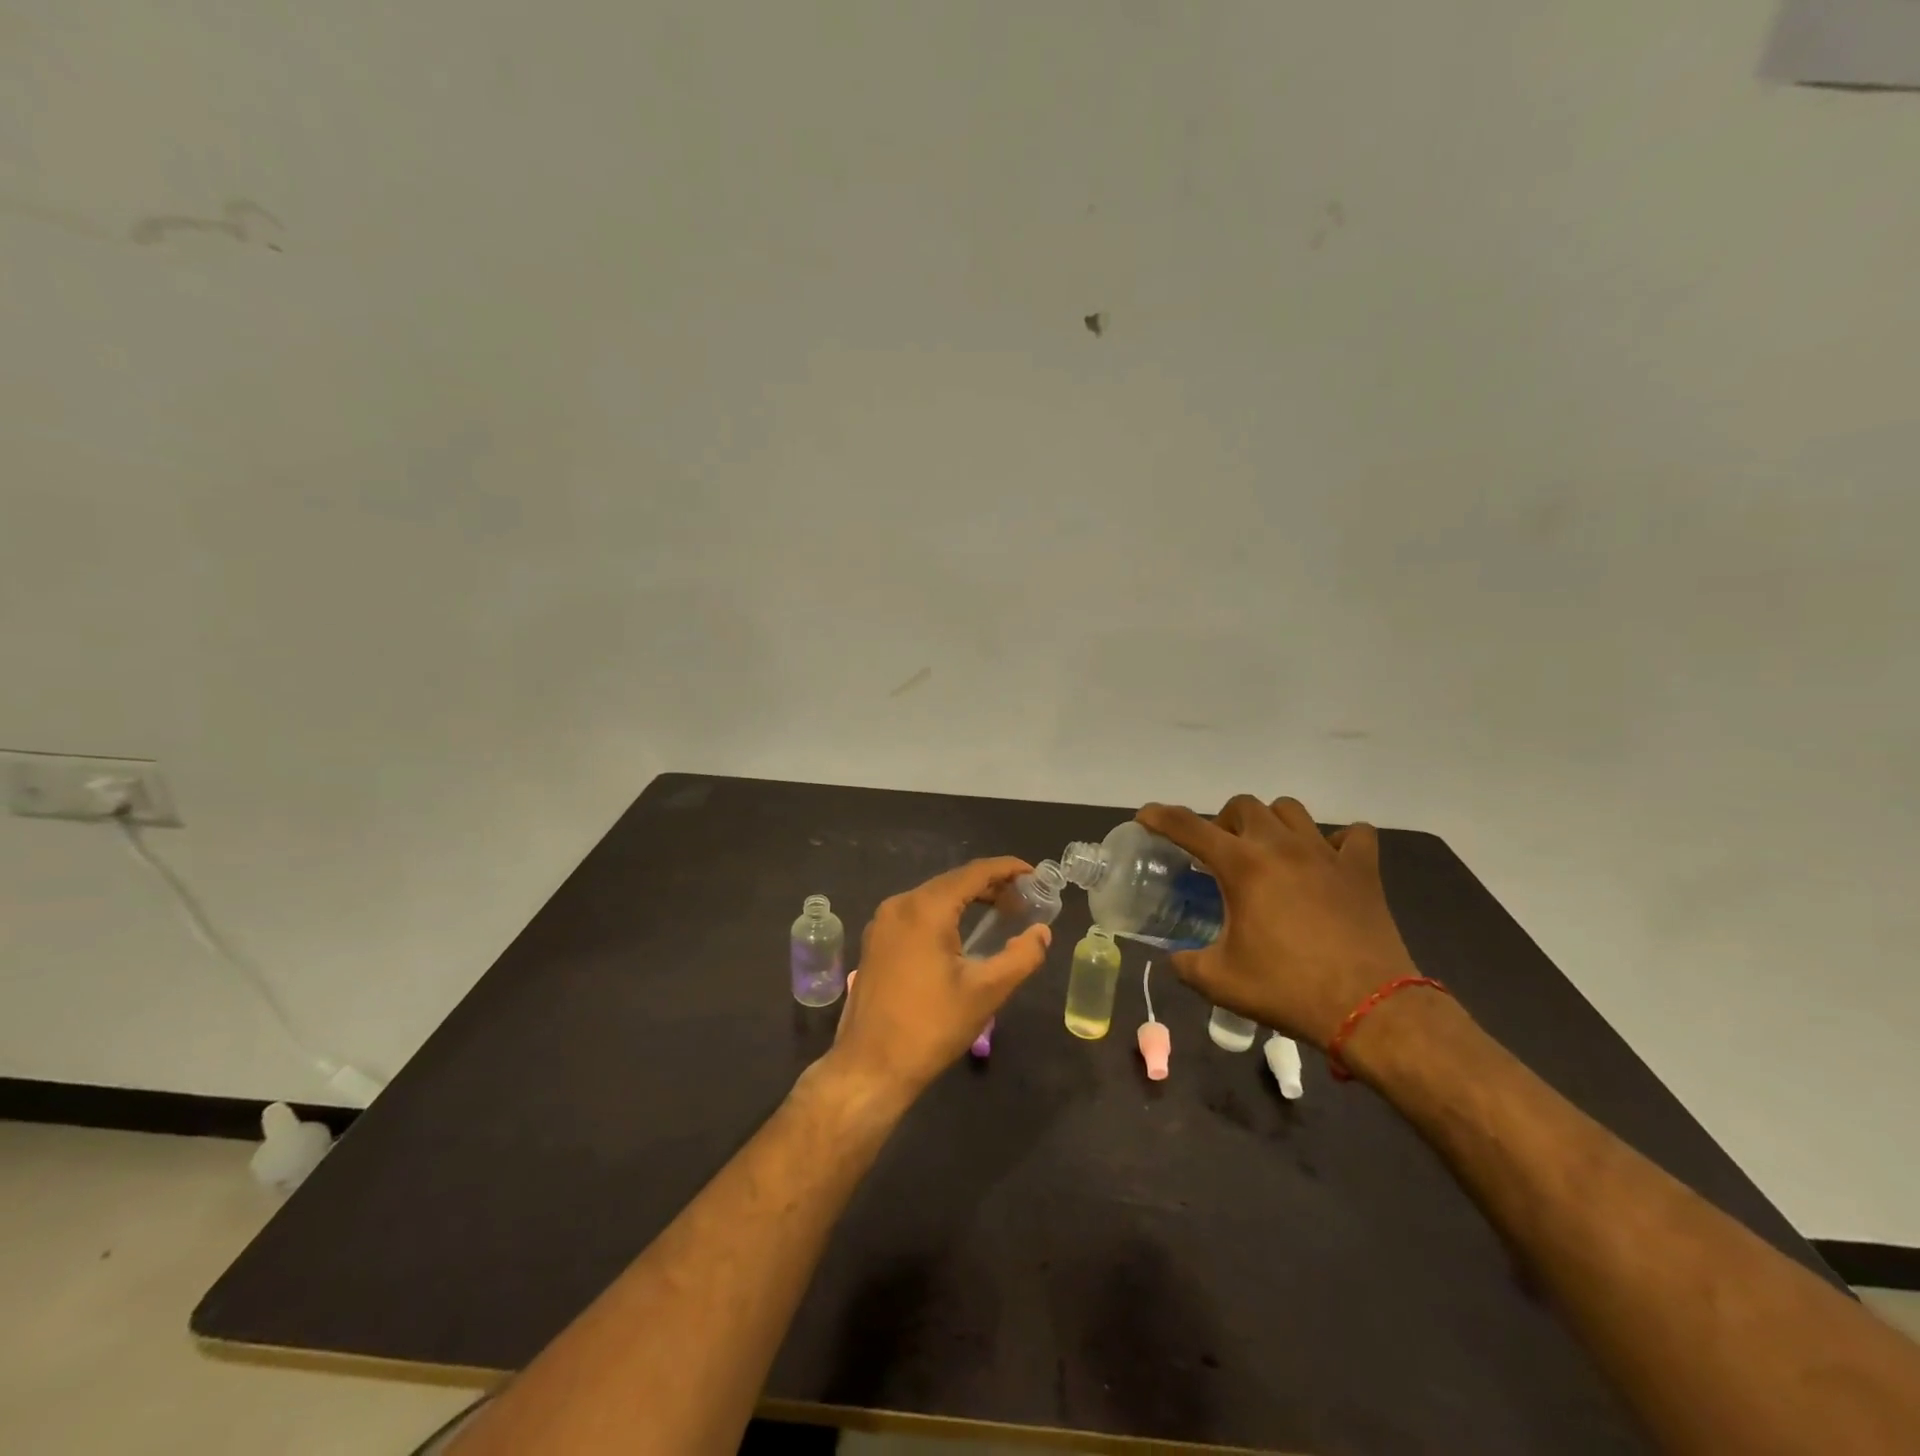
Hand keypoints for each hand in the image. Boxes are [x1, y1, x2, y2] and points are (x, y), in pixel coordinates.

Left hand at [825, 857, 1052, 1106]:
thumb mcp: (986, 992)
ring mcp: (882, 922)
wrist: (870, 1066)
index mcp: (925, 908)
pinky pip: (916, 914)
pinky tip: (962, 933)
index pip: (974, 873)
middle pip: (953, 881)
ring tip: (1000, 915)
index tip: (1034, 874)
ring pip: (933, 897)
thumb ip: (1021, 956)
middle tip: (1023, 902)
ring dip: (967, 900)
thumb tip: (1041, 932)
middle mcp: (899, 904)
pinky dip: (944, 914)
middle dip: (990, 886)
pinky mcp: (876, 942)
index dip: (1007, 868)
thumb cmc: (931, 1026)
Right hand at [1138, 796, 1418, 1049]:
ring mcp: (1326, 854)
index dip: (1160, 817)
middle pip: (1243, 806)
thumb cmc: (1287, 990)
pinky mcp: (1362, 871)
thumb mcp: (1219, 981)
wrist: (1369, 1010)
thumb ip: (1186, 963)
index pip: (1189, 827)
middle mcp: (1281, 847)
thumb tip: (1174, 959)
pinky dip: (1336, 841)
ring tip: (1268, 852)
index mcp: (1242, 867)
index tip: (1145, 816)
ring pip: (1290, 810)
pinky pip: (1352, 836)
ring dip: (1271, 823)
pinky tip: (1326, 862)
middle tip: (1220, 854)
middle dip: (1223, 822)